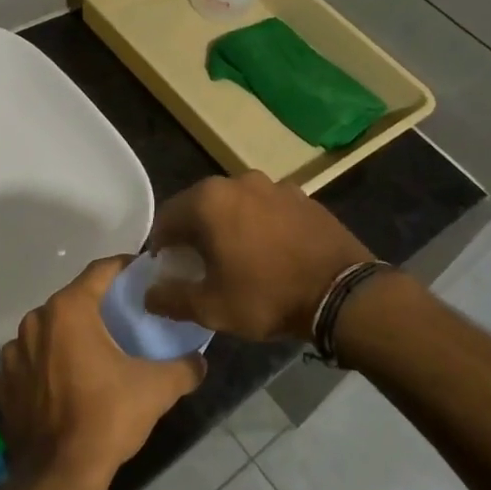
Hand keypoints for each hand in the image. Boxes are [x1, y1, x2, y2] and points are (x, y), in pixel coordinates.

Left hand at [0, 257, 205, 489]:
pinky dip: (49, 364)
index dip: (125, 268)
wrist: (57, 477)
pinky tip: (68, 383)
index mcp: (69, 310)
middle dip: (99, 305)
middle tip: (126, 317)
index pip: (101, 271)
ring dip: (71, 336)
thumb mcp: (156, 389)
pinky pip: (32, 360)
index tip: (144, 274)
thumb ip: (185, 367)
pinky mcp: (3, 383)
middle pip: (74, 300)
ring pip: (50, 330)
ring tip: (97, 353)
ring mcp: (13, 353)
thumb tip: (200, 360)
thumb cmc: (106, 419)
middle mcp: (35, 321)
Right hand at [144, 173, 371, 342]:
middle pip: (201, 206)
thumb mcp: (211, 308)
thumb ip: (171, 298)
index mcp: (208, 201)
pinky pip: (266, 208)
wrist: (341, 292)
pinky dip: (258, 225)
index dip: (161, 246)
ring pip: (235, 205)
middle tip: (198, 266)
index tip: (168, 269)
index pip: (167, 217)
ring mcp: (274, 185)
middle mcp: (238, 182)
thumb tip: (149, 293)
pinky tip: (268, 252)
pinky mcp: (302, 196)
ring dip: (227, 226)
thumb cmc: (267, 296)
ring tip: (236, 259)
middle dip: (194, 233)